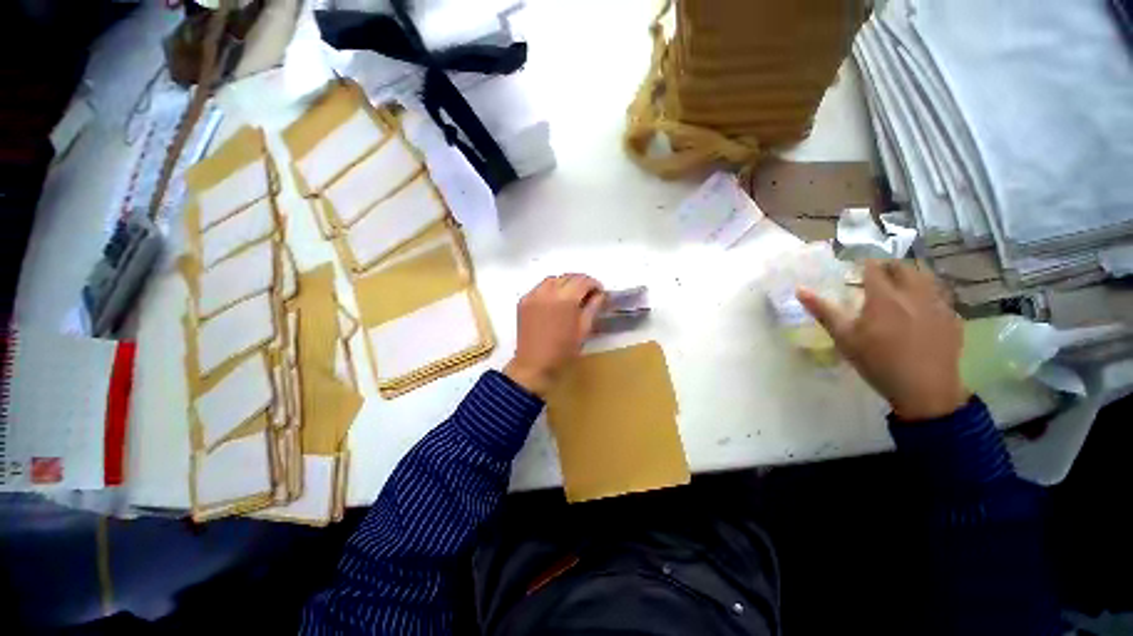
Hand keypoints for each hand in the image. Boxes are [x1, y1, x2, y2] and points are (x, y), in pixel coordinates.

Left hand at [504, 274, 605, 396]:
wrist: (534, 366)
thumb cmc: (563, 351)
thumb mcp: (584, 330)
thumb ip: (593, 308)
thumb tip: (600, 294)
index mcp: (566, 299)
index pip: (583, 281)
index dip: (594, 284)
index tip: (599, 292)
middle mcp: (548, 291)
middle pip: (568, 277)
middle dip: (581, 282)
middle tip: (588, 294)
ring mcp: (533, 295)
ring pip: (553, 279)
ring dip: (565, 283)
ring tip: (572, 296)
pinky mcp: (524, 301)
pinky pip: (540, 287)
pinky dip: (550, 289)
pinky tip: (555, 301)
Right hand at [797, 260, 969, 420]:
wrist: (925, 390)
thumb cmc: (877, 362)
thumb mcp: (844, 338)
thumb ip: (823, 311)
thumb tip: (800, 289)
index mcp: (885, 297)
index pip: (874, 268)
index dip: (864, 265)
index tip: (855, 269)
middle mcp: (914, 293)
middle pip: (903, 267)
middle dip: (888, 267)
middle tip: (875, 276)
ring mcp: (938, 304)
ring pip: (926, 277)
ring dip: (910, 276)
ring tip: (898, 287)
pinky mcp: (952, 318)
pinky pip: (939, 295)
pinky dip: (927, 293)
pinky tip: (920, 307)